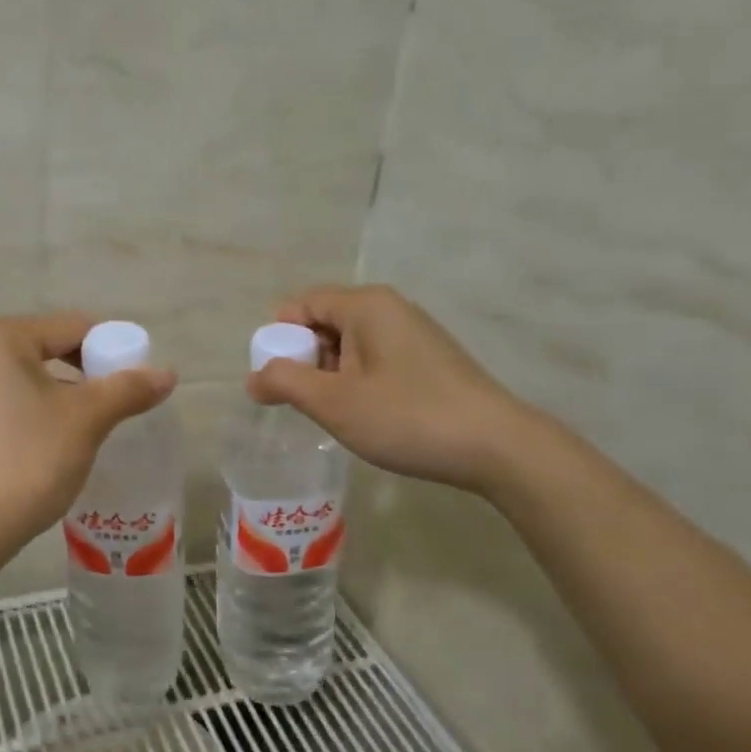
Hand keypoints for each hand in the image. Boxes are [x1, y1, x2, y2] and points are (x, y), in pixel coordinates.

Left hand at [0, 313, 176, 554]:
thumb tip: (168, 374)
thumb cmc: (29, 460)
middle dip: (81, 375)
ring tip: (80, 429)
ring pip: (20, 378)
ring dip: (54, 395)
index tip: (133, 382)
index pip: (72, 327)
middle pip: (44, 349)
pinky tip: (39, 445)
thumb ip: (128, 389)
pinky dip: (24, 413)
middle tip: (110, 407)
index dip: (111, 350)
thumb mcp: (87, 420)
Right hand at [249, 285, 534, 492]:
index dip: (279, 338)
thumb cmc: (407, 417)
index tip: (275, 380)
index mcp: (365, 305)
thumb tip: (253, 378)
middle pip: (325, 321)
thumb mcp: (334, 402)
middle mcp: (389, 307)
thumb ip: (285, 383)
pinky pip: (375, 357)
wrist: (497, 447)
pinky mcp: (429, 358)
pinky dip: (358, 380)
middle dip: (305, 359)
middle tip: (305, 401)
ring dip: (331, 374)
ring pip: (350, 343)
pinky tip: (367, 414)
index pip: (301, 304)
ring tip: (336, 413)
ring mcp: (413, 332)